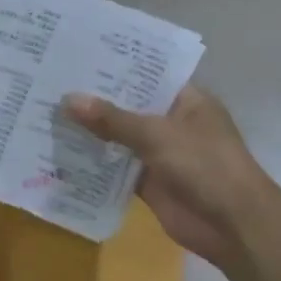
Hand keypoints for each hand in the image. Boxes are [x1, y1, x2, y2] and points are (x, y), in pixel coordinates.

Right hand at [63, 85, 280, 269]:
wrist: (233, 225)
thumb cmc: (205, 165)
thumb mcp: (157, 135)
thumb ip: (112, 119)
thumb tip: (68, 100)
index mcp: (186, 99)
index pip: (147, 73)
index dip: (116, 66)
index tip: (78, 55)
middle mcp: (173, 121)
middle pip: (129, 105)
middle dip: (96, 99)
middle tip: (52, 81)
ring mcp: (161, 153)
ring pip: (120, 137)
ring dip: (91, 131)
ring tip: (47, 112)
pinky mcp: (149, 182)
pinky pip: (117, 167)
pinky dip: (95, 162)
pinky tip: (61, 151)